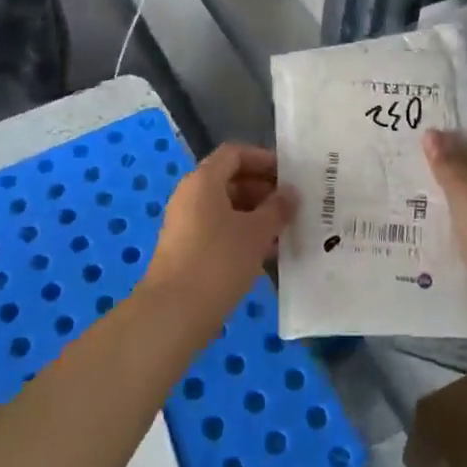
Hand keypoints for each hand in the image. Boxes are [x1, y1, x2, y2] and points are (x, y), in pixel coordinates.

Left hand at [145, 143, 297, 318]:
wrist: (174, 313)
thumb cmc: (218, 261)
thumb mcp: (256, 232)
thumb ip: (277, 208)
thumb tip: (291, 193)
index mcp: (203, 180)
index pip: (235, 153)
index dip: (263, 159)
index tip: (290, 176)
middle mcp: (191, 195)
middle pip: (230, 179)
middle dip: (263, 189)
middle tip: (293, 206)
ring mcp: (186, 223)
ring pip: (226, 207)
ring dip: (256, 214)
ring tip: (286, 230)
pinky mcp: (187, 249)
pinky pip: (219, 229)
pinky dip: (242, 233)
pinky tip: (267, 253)